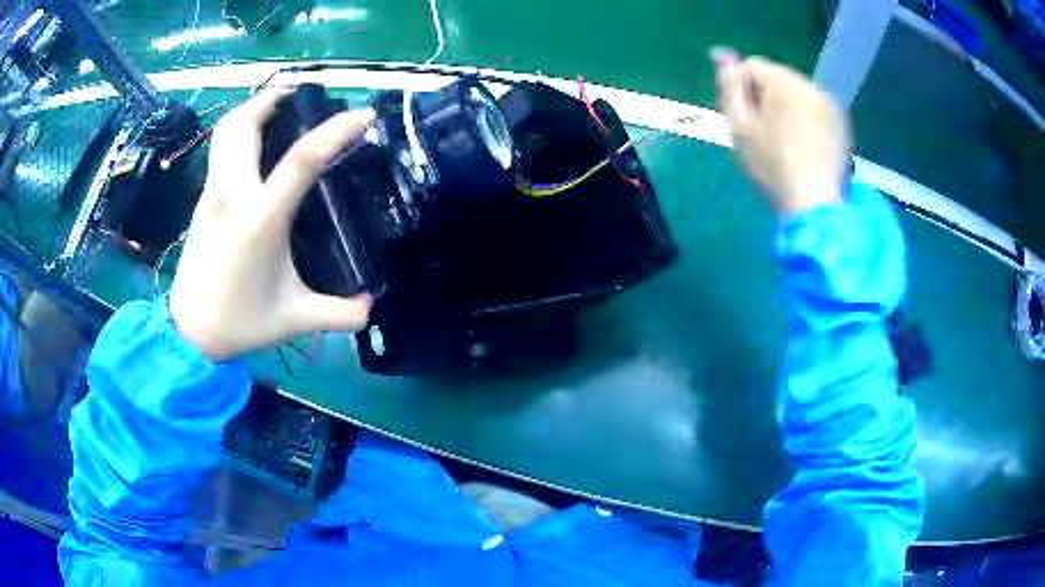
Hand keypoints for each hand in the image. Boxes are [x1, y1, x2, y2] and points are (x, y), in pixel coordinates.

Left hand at [169, 89, 373, 362]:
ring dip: (249, 110)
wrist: (189, 334)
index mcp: (260, 221)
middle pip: (245, 126)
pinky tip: (251, 144)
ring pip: (225, 133)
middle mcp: (232, 197)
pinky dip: (236, 133)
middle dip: (271, 99)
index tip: (361, 115)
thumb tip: (372, 307)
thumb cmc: (240, 324)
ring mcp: (212, 196)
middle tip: (298, 92)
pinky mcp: (202, 203)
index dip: (333, 132)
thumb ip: (338, 312)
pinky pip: (218, 151)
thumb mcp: (295, 319)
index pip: (300, 161)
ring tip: (273, 104)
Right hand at [713, 49, 848, 213]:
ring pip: (797, 91)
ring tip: (786, 138)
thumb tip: (726, 61)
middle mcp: (808, 84)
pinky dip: (806, 117)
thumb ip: (730, 87)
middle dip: (767, 94)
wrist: (813, 201)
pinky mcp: (840, 121)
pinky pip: (814, 107)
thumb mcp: (738, 126)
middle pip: (777, 76)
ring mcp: (828, 103)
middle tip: (765, 129)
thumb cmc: (771, 164)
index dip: (743, 87)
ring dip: (787, 105)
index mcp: (782, 82)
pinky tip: (804, 143)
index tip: (746, 114)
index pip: (752, 65)